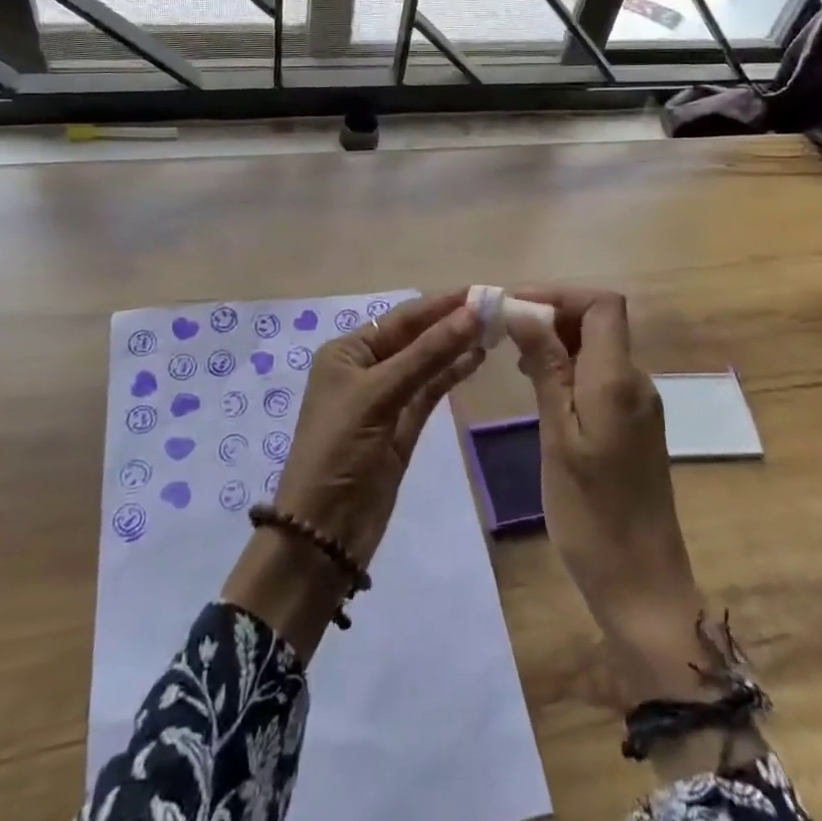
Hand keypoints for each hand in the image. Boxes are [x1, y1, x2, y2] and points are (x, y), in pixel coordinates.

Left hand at [222, 291, 483, 658]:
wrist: (324, 529)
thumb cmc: (340, 449)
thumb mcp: (379, 395)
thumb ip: (427, 354)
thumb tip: (471, 313)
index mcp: (347, 352)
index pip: (401, 318)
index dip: (440, 304)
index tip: (481, 291)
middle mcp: (365, 368)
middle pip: (415, 337)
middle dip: (451, 322)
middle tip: (496, 307)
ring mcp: (386, 398)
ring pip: (426, 362)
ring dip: (456, 346)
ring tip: (495, 328)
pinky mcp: (403, 426)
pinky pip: (430, 390)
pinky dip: (452, 374)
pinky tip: (477, 357)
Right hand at [507, 288, 713, 704]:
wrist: (641, 585)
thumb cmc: (591, 514)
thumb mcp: (558, 437)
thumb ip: (546, 368)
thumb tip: (523, 309)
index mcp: (618, 379)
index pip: (603, 304)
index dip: (559, 293)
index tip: (513, 305)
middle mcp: (636, 381)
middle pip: (599, 320)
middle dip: (551, 313)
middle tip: (501, 330)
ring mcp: (638, 404)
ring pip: (598, 347)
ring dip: (557, 340)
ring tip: (511, 356)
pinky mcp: (633, 425)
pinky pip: (600, 375)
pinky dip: (568, 367)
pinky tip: (538, 387)